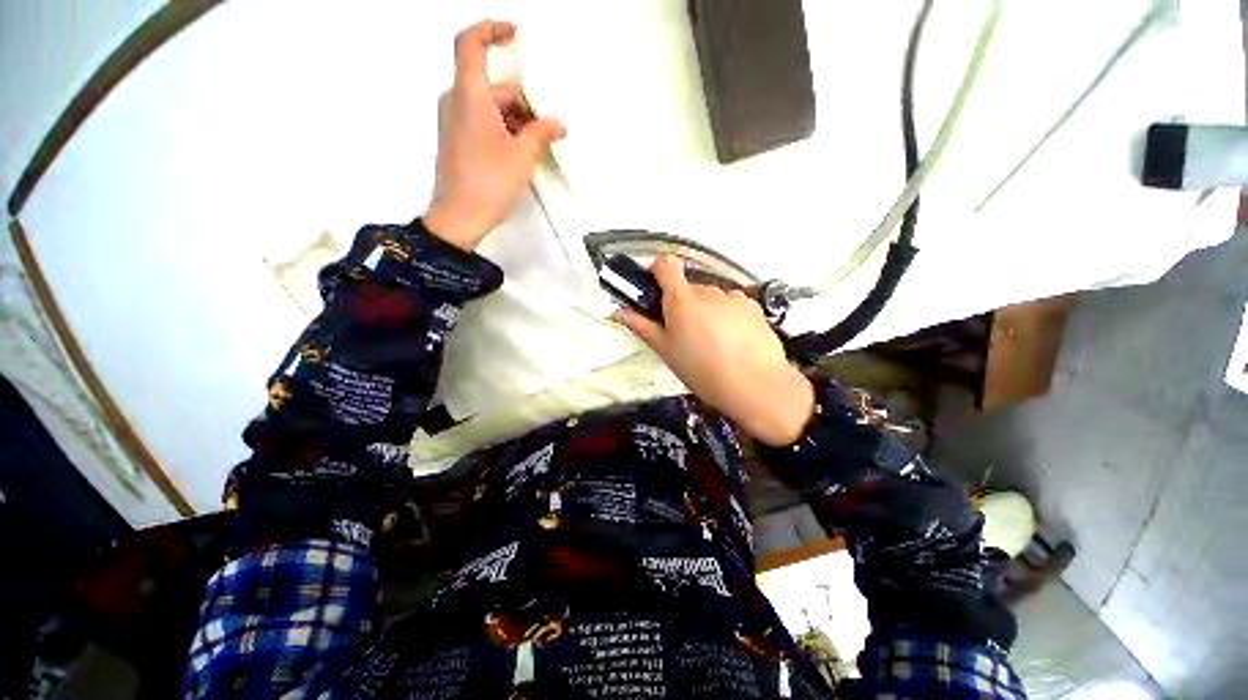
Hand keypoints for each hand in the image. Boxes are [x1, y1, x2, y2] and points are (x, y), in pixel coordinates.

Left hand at [424, 20, 565, 250]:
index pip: (470, 43)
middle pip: (493, 86)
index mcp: (469, 95)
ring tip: (535, 148)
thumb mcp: (522, 155)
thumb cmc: (490, 181)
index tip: (513, 33)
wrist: (460, 215)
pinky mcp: (456, 138)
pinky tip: (519, 153)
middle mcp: (456, 100)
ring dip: (515, 120)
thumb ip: (541, 132)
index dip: (491, 29)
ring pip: (490, 106)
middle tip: (545, 129)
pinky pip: (482, 121)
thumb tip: (558, 123)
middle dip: (522, 103)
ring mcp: (454, 120)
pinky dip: (503, 129)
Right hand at [613, 257, 814, 446]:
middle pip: (688, 287)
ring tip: (711, 340)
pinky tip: (731, 339)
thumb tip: (618, 313)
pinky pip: (732, 304)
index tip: (652, 285)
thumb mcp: (666, 351)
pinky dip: (727, 314)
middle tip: (682, 331)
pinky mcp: (753, 307)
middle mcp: (708, 292)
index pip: (664, 266)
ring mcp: (733, 297)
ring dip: (706, 309)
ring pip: (711, 297)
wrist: (755, 386)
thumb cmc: (703, 371)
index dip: (655, 270)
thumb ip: (642, 327)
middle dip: (682, 303)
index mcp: (681, 300)